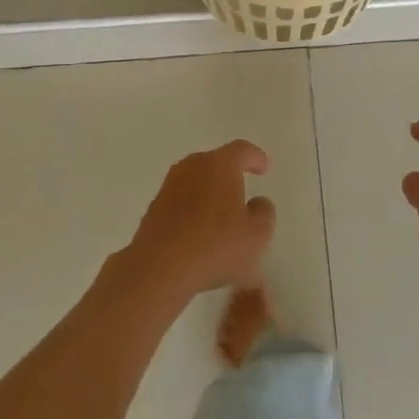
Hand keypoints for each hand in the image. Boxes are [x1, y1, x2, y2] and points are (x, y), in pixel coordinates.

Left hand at [121, 141, 276, 302]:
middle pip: (215, 162)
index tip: (263, 168)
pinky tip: (199, 232)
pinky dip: (192, 209)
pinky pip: (181, 200)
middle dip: (230, 174)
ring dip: (209, 192)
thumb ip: (264, 213)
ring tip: (220, 215)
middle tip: (242, 190)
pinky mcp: (154, 208)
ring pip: (196, 181)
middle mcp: (192, 166)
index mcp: (220, 164)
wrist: (159, 269)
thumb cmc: (215, 245)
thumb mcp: (256, 235)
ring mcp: (169, 186)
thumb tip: (257, 203)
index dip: (255, 157)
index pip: (241, 149)